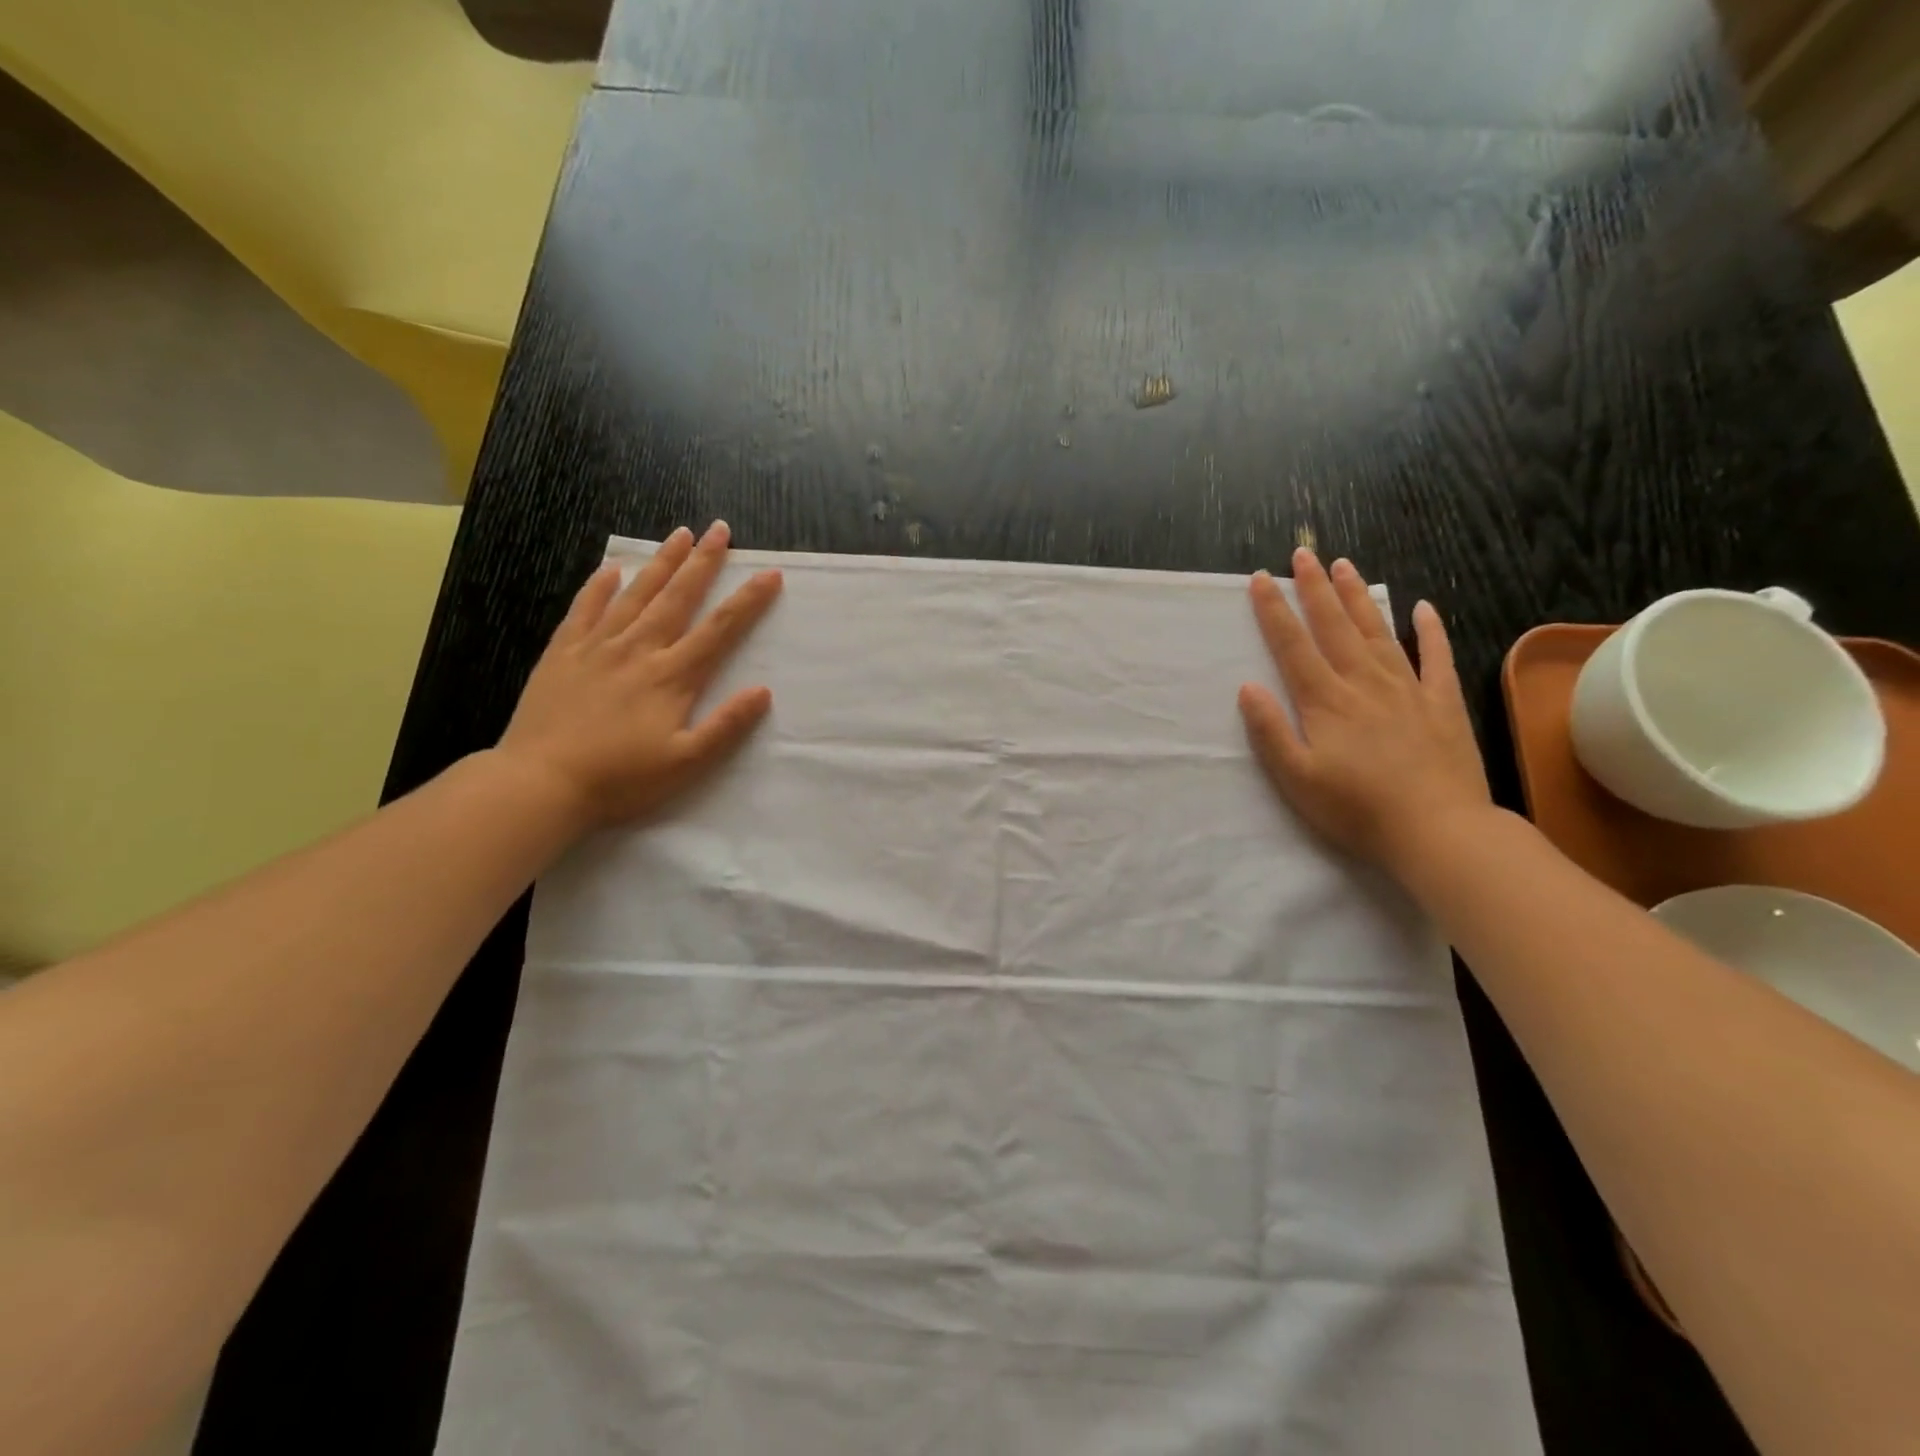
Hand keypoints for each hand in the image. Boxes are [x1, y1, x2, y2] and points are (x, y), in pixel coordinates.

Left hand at [496, 521, 782, 830]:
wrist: (540, 783)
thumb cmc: (620, 779)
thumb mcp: (686, 763)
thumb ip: (726, 726)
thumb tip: (762, 691)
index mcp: (671, 677)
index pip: (719, 630)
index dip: (747, 601)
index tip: (769, 574)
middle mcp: (638, 650)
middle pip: (677, 598)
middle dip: (703, 562)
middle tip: (720, 530)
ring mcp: (597, 647)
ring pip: (635, 594)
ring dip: (660, 563)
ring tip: (680, 534)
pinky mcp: (563, 654)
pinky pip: (584, 609)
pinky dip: (599, 586)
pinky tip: (612, 569)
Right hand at [1238, 549, 1491, 879]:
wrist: (1438, 830)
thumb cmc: (1356, 810)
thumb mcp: (1296, 779)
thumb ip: (1270, 731)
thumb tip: (1247, 687)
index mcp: (1325, 701)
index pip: (1293, 645)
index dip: (1274, 610)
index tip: (1261, 579)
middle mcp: (1363, 683)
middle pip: (1334, 626)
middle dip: (1315, 588)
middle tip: (1303, 553)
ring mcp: (1407, 689)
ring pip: (1378, 631)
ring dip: (1359, 597)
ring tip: (1345, 565)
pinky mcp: (1441, 703)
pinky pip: (1436, 657)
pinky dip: (1430, 630)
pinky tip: (1422, 607)